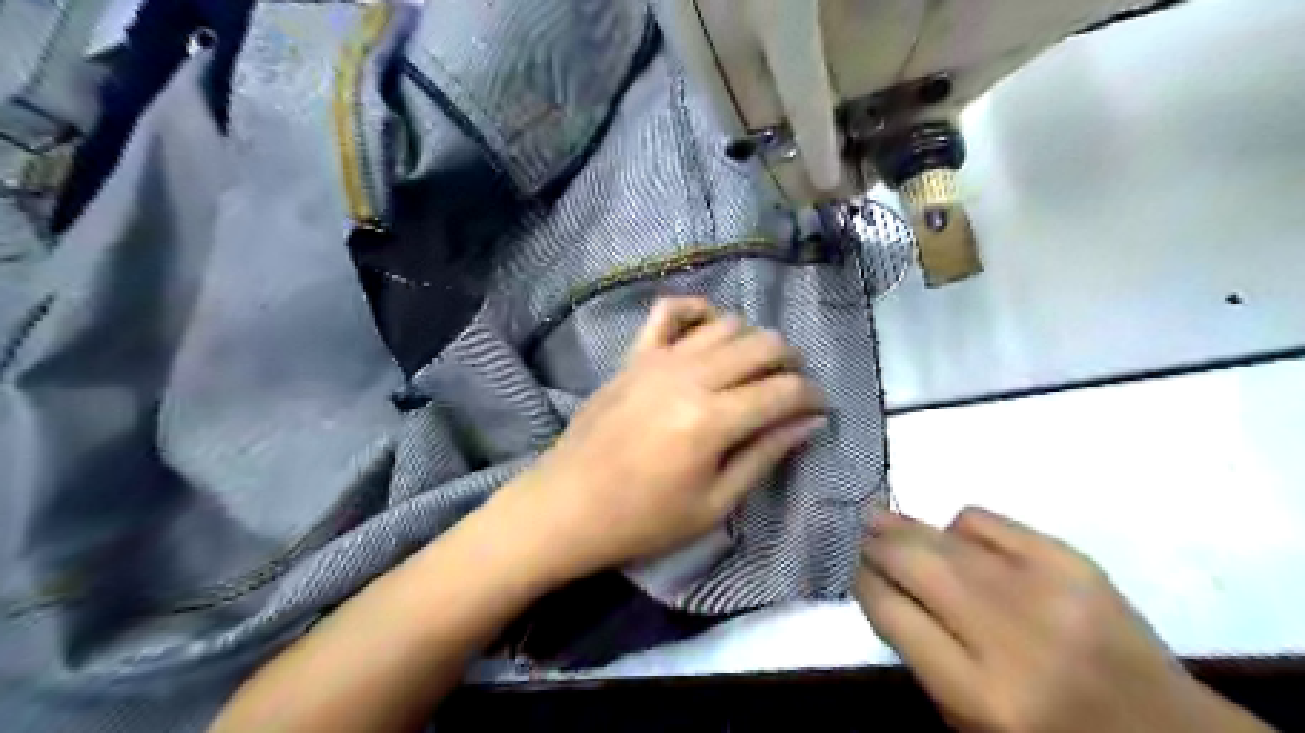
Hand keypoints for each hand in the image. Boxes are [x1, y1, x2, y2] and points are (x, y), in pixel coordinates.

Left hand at [501, 295, 824, 580]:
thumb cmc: (643, 520)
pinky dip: (696, 310)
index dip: (812, 398)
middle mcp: (690, 377)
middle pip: (762, 345)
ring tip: (756, 369)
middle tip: (793, 388)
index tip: (819, 410)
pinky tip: (708, 330)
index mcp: (712, 421)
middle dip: (791, 362)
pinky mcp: (634, 356)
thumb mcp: (714, 505)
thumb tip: (809, 423)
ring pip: (726, 324)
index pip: (783, 391)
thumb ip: (764, 456)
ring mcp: (659, 359)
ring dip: (753, 341)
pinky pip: (669, 311)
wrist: (567, 506)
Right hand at [858, 511, 1274, 731]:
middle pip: (913, 563)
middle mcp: (1009, 637)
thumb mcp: (971, 721)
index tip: (856, 573)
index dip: (863, 584)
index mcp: (979, 694)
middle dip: (876, 546)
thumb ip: (921, 655)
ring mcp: (1045, 592)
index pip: (891, 612)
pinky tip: (955, 537)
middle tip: (861, 536)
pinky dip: (959, 525)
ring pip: (944, 536)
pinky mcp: (1073, 562)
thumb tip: (881, 583)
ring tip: (881, 519)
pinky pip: (987, 521)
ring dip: (904, 526)